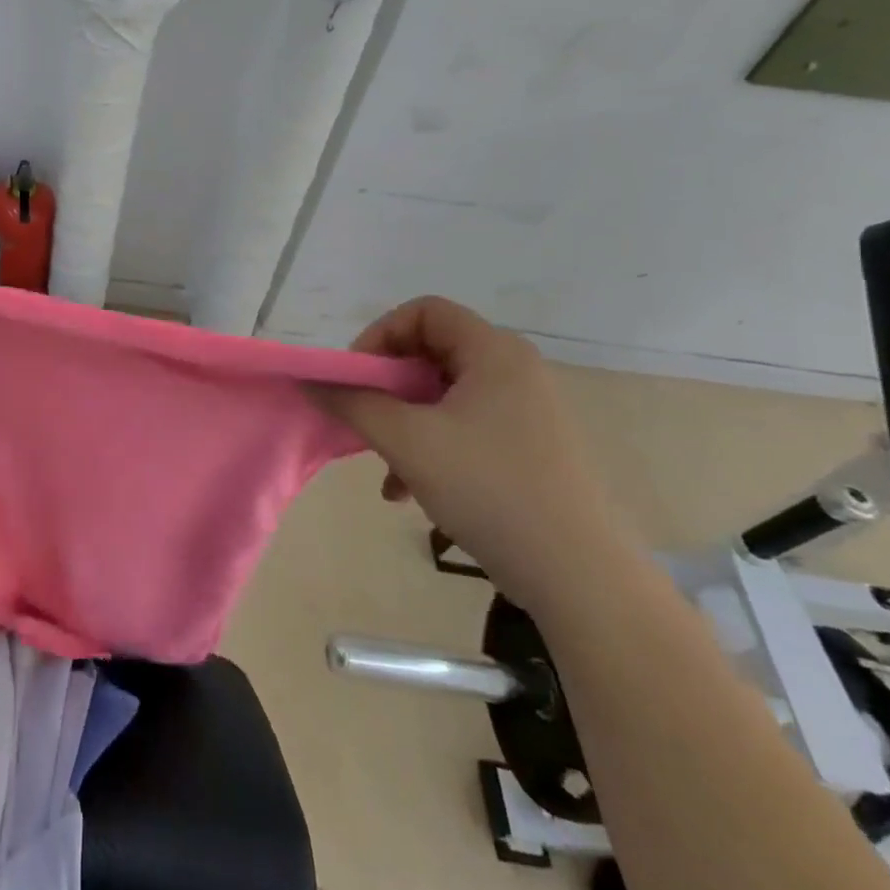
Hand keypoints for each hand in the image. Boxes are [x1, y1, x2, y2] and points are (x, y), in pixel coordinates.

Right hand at [313, 296, 642, 615]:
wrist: (580, 578)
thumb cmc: (489, 489)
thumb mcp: (407, 441)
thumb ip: (352, 402)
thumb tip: (310, 380)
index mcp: (493, 353)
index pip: (424, 311)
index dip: (381, 335)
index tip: (357, 378)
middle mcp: (513, 371)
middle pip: (430, 353)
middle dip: (387, 386)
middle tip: (362, 417)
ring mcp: (524, 411)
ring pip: (441, 396)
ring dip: (402, 422)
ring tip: (382, 465)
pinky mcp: (526, 448)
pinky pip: (462, 427)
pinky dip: (428, 447)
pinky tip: (406, 491)